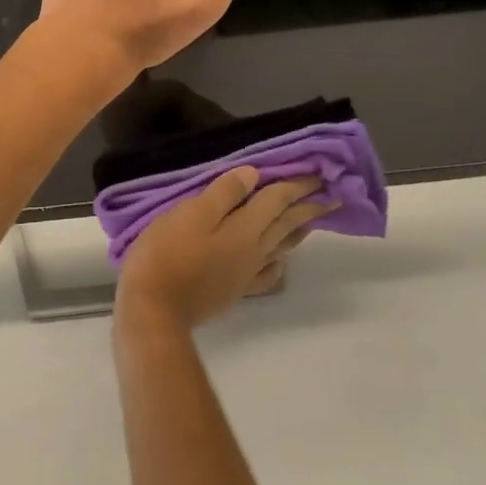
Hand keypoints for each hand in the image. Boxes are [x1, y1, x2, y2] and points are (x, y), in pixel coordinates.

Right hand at [116, 169, 336, 331]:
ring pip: (281, 247)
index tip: (320, 174)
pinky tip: (278, 263)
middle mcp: (254, 251)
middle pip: (286, 224)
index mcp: (246, 229)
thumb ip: (224, 193)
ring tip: (311, 222)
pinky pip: (266, 273)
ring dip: (298, 231)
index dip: (298, 185)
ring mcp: (245, 273)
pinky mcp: (234, 290)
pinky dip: (277, 263)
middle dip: (308, 207)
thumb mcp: (193, 213)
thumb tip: (254, 175)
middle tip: (331, 195)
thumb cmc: (169, 253)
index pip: (278, 200)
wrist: (154, 310)